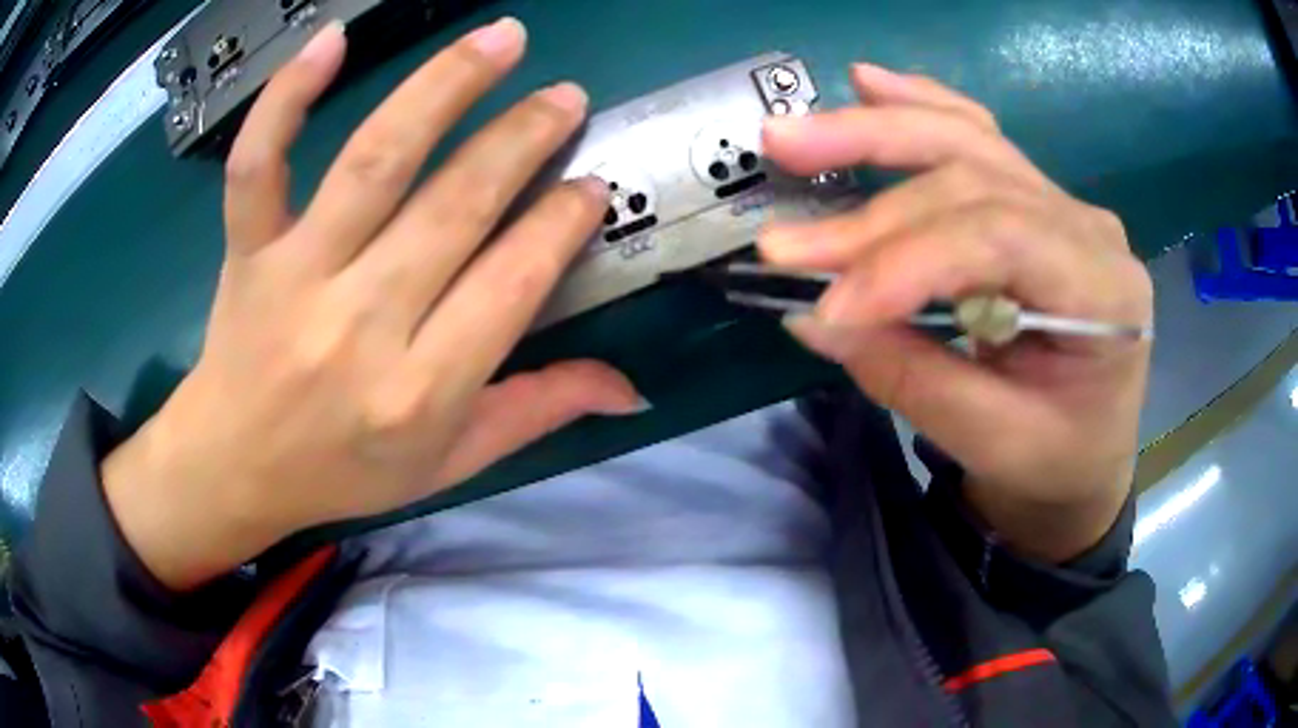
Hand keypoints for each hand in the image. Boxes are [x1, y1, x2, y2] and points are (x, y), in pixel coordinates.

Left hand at [102, 18, 642, 589]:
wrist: (234, 468)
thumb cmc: (343, 471)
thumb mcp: (450, 465)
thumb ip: (537, 413)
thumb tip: (632, 388)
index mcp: (419, 391)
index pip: (512, 282)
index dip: (562, 224)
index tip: (591, 187)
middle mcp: (360, 325)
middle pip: (456, 206)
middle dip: (524, 140)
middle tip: (566, 98)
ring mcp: (295, 277)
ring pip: (376, 160)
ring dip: (447, 87)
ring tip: (502, 39)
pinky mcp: (247, 250)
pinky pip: (258, 164)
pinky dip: (286, 97)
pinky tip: (332, 39)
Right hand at [760, 64, 1152, 561]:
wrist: (1085, 456)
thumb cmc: (1055, 461)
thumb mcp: (993, 443)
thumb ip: (911, 376)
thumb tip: (815, 316)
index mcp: (1104, 290)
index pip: (997, 238)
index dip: (904, 262)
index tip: (827, 304)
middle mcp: (1087, 226)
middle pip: (971, 178)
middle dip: (870, 212)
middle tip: (782, 237)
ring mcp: (1060, 203)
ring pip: (964, 140)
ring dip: (874, 133)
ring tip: (793, 136)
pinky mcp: (1031, 200)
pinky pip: (975, 136)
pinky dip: (918, 106)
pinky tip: (870, 83)